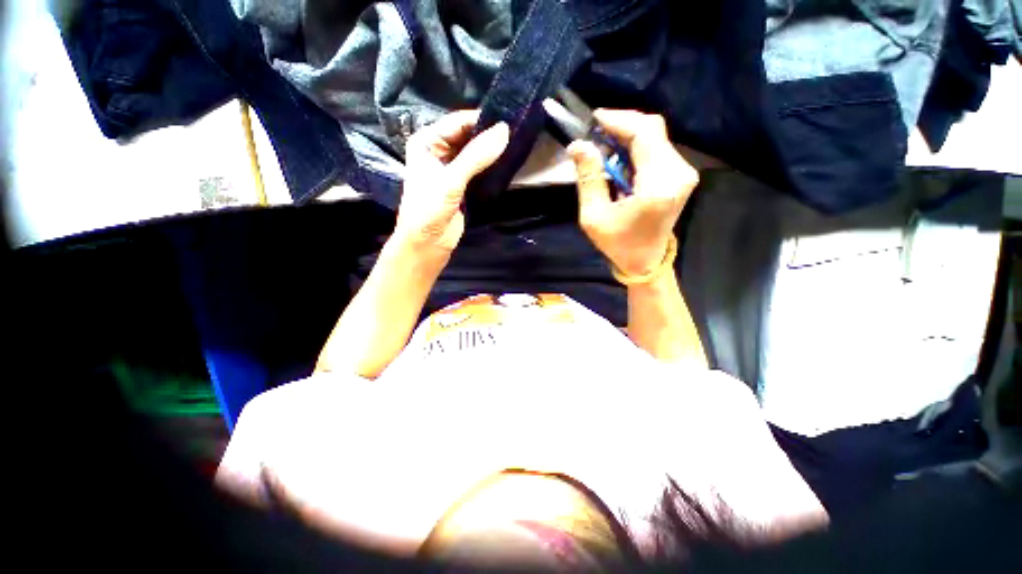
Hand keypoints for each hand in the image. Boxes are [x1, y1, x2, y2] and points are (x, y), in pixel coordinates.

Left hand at [393, 110, 509, 263]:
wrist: (427, 244)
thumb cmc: (429, 210)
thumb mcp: (451, 181)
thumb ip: (476, 156)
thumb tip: (504, 131)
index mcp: (426, 141)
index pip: (458, 122)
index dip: (482, 120)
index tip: (509, 120)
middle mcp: (438, 150)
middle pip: (467, 136)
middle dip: (488, 135)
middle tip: (516, 133)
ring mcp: (451, 168)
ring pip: (474, 152)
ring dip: (491, 151)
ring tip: (516, 145)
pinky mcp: (462, 184)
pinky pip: (478, 169)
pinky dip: (490, 166)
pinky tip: (506, 163)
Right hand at [567, 110, 698, 276]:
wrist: (645, 260)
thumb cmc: (618, 243)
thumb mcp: (594, 216)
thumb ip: (588, 178)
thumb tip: (579, 145)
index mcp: (657, 186)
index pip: (644, 134)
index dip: (619, 120)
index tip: (594, 118)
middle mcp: (678, 174)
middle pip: (653, 129)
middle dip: (622, 125)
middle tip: (595, 132)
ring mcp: (683, 173)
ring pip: (656, 137)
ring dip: (628, 137)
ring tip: (603, 148)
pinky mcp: (681, 175)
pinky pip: (658, 148)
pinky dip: (636, 148)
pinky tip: (619, 159)